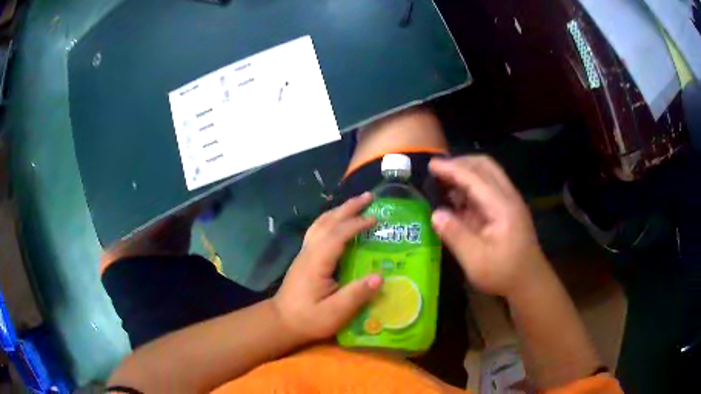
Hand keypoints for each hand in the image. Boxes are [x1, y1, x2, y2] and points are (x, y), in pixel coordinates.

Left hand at [272, 192, 382, 341]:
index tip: (375, 218)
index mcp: (317, 263)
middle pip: (327, 222)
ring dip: (339, 210)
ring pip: (320, 223)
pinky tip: (339, 221)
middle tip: (369, 196)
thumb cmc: (308, 319)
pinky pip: (318, 230)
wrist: (281, 322)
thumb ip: (356, 295)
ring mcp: (304, 253)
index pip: (337, 235)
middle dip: (348, 208)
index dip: (356, 224)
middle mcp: (309, 252)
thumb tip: (380, 277)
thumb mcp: (335, 314)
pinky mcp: (304, 257)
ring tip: (356, 203)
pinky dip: (331, 219)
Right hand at [429, 155, 547, 297]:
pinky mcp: (507, 210)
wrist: (530, 282)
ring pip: (488, 174)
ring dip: (466, 173)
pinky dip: (471, 186)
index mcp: (502, 206)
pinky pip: (488, 187)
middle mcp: (508, 197)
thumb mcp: (476, 260)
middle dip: (460, 163)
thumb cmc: (504, 273)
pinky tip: (458, 198)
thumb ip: (455, 235)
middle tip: (438, 170)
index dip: (452, 169)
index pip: (474, 177)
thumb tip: (435, 214)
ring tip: (444, 182)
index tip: (431, 164)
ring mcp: (510, 202)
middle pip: (485, 166)